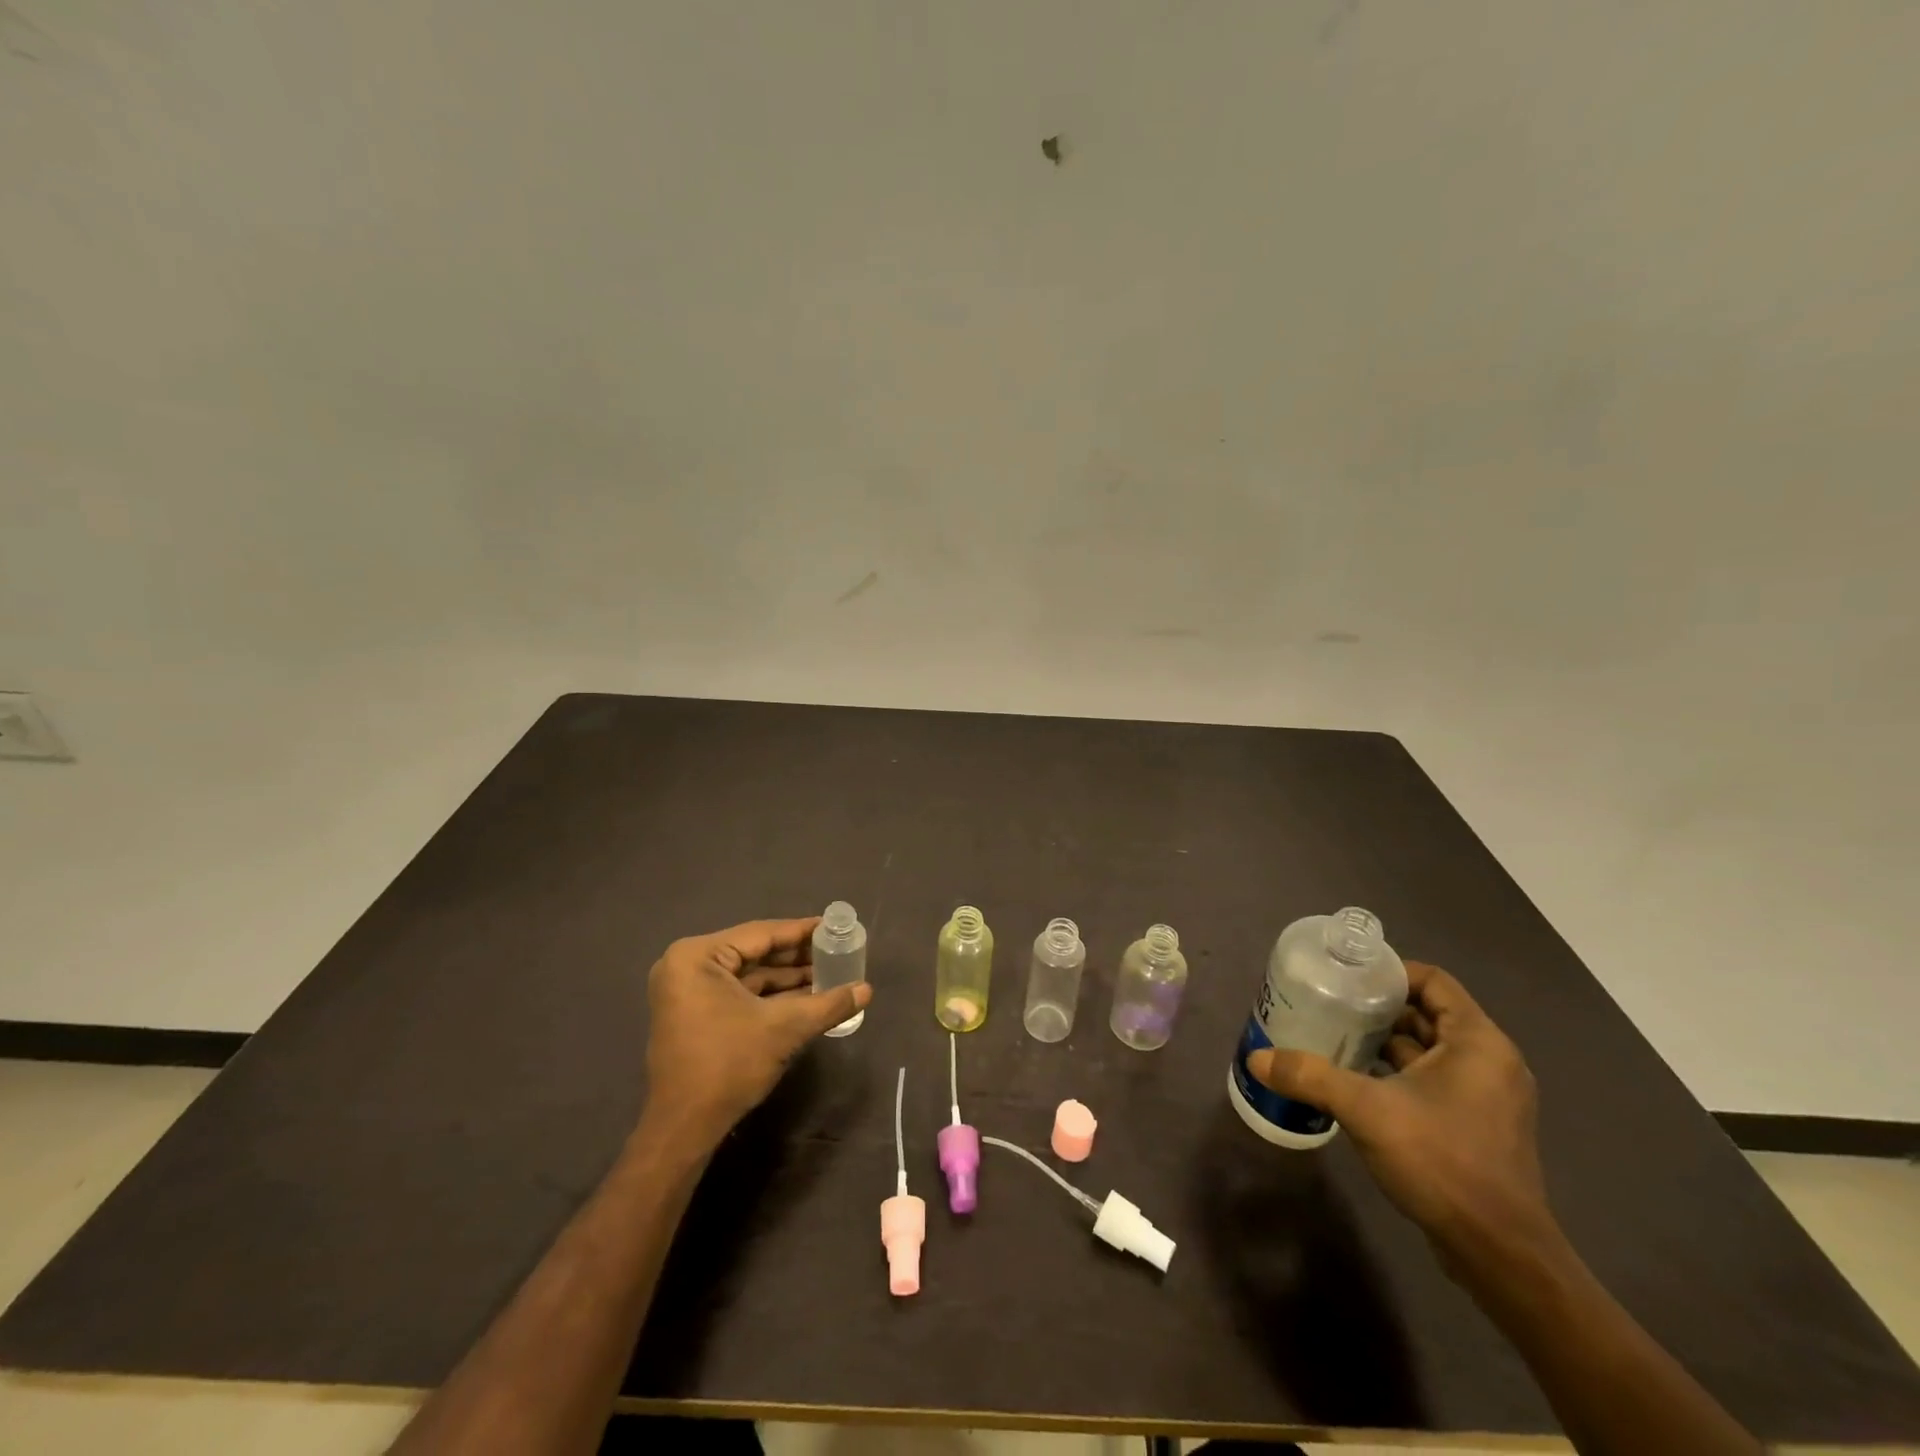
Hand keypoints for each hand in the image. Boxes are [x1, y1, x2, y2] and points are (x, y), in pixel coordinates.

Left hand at [643, 918, 872, 1149]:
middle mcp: (687, 965)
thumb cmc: (728, 1065)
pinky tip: (806, 996)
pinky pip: (738, 992)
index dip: (802, 931)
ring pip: (748, 974)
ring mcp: (687, 991)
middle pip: (755, 952)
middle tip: (837, 951)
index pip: (761, 934)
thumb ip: (828, 1004)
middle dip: (797, 956)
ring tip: (830, 974)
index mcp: (698, 956)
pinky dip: (770, 995)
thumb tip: (867, 989)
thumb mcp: (784, 1028)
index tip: (834, 927)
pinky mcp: (693, 1013)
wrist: (683, 1129)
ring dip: (787, 977)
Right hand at [1247, 961, 1549, 1264]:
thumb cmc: (1442, 1161)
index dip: (1389, 973)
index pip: (1433, 981)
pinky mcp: (1479, 1127)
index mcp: (1478, 1042)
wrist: (1500, 1254)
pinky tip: (1357, 1082)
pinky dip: (1398, 1073)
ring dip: (1385, 1043)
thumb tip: (1256, 1059)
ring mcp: (1488, 1097)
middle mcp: (1490, 1062)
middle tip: (1329, 1005)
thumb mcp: (1366, 1110)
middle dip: (1378, 1009)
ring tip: (1334, 1038)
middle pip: (1428, 1014)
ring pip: (1430, 1050)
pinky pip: (1434, 1080)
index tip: (1346, 977)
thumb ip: (1310, 1077)